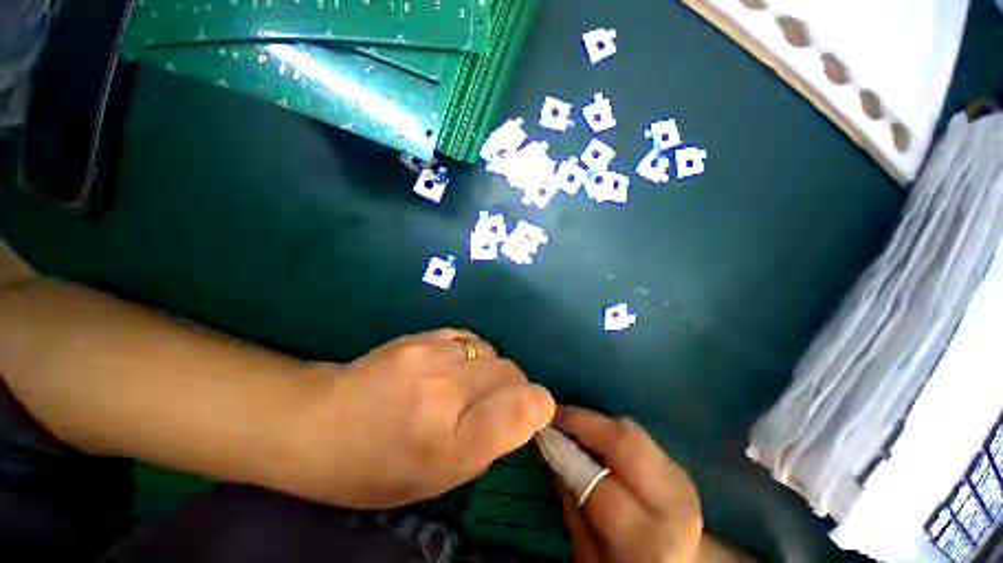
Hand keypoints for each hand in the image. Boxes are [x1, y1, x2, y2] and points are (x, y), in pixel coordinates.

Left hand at [278, 329, 554, 508]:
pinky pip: (469, 338)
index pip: (526, 406)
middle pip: (513, 372)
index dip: (538, 407)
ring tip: (465, 385)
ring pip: (493, 352)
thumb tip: (520, 412)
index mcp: (452, 443)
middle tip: (489, 405)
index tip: (529, 415)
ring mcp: (432, 356)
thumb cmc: (374, 468)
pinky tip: (451, 366)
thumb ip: (488, 443)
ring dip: (490, 370)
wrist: (317, 422)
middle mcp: (447, 391)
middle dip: (513, 389)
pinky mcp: (421, 335)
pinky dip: (471, 353)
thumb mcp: (436, 480)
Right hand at [554, 407, 702, 562]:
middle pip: (624, 440)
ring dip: (596, 423)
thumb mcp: (588, 551)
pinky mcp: (677, 466)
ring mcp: (679, 479)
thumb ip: (570, 497)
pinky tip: (593, 435)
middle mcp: (669, 501)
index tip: (541, 429)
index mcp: (645, 537)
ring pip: (630, 430)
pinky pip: (637, 435)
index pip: (598, 480)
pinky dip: (610, 429)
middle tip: (554, 417)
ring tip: (570, 424)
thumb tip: (548, 447)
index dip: (565, 449)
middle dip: (584, 422)